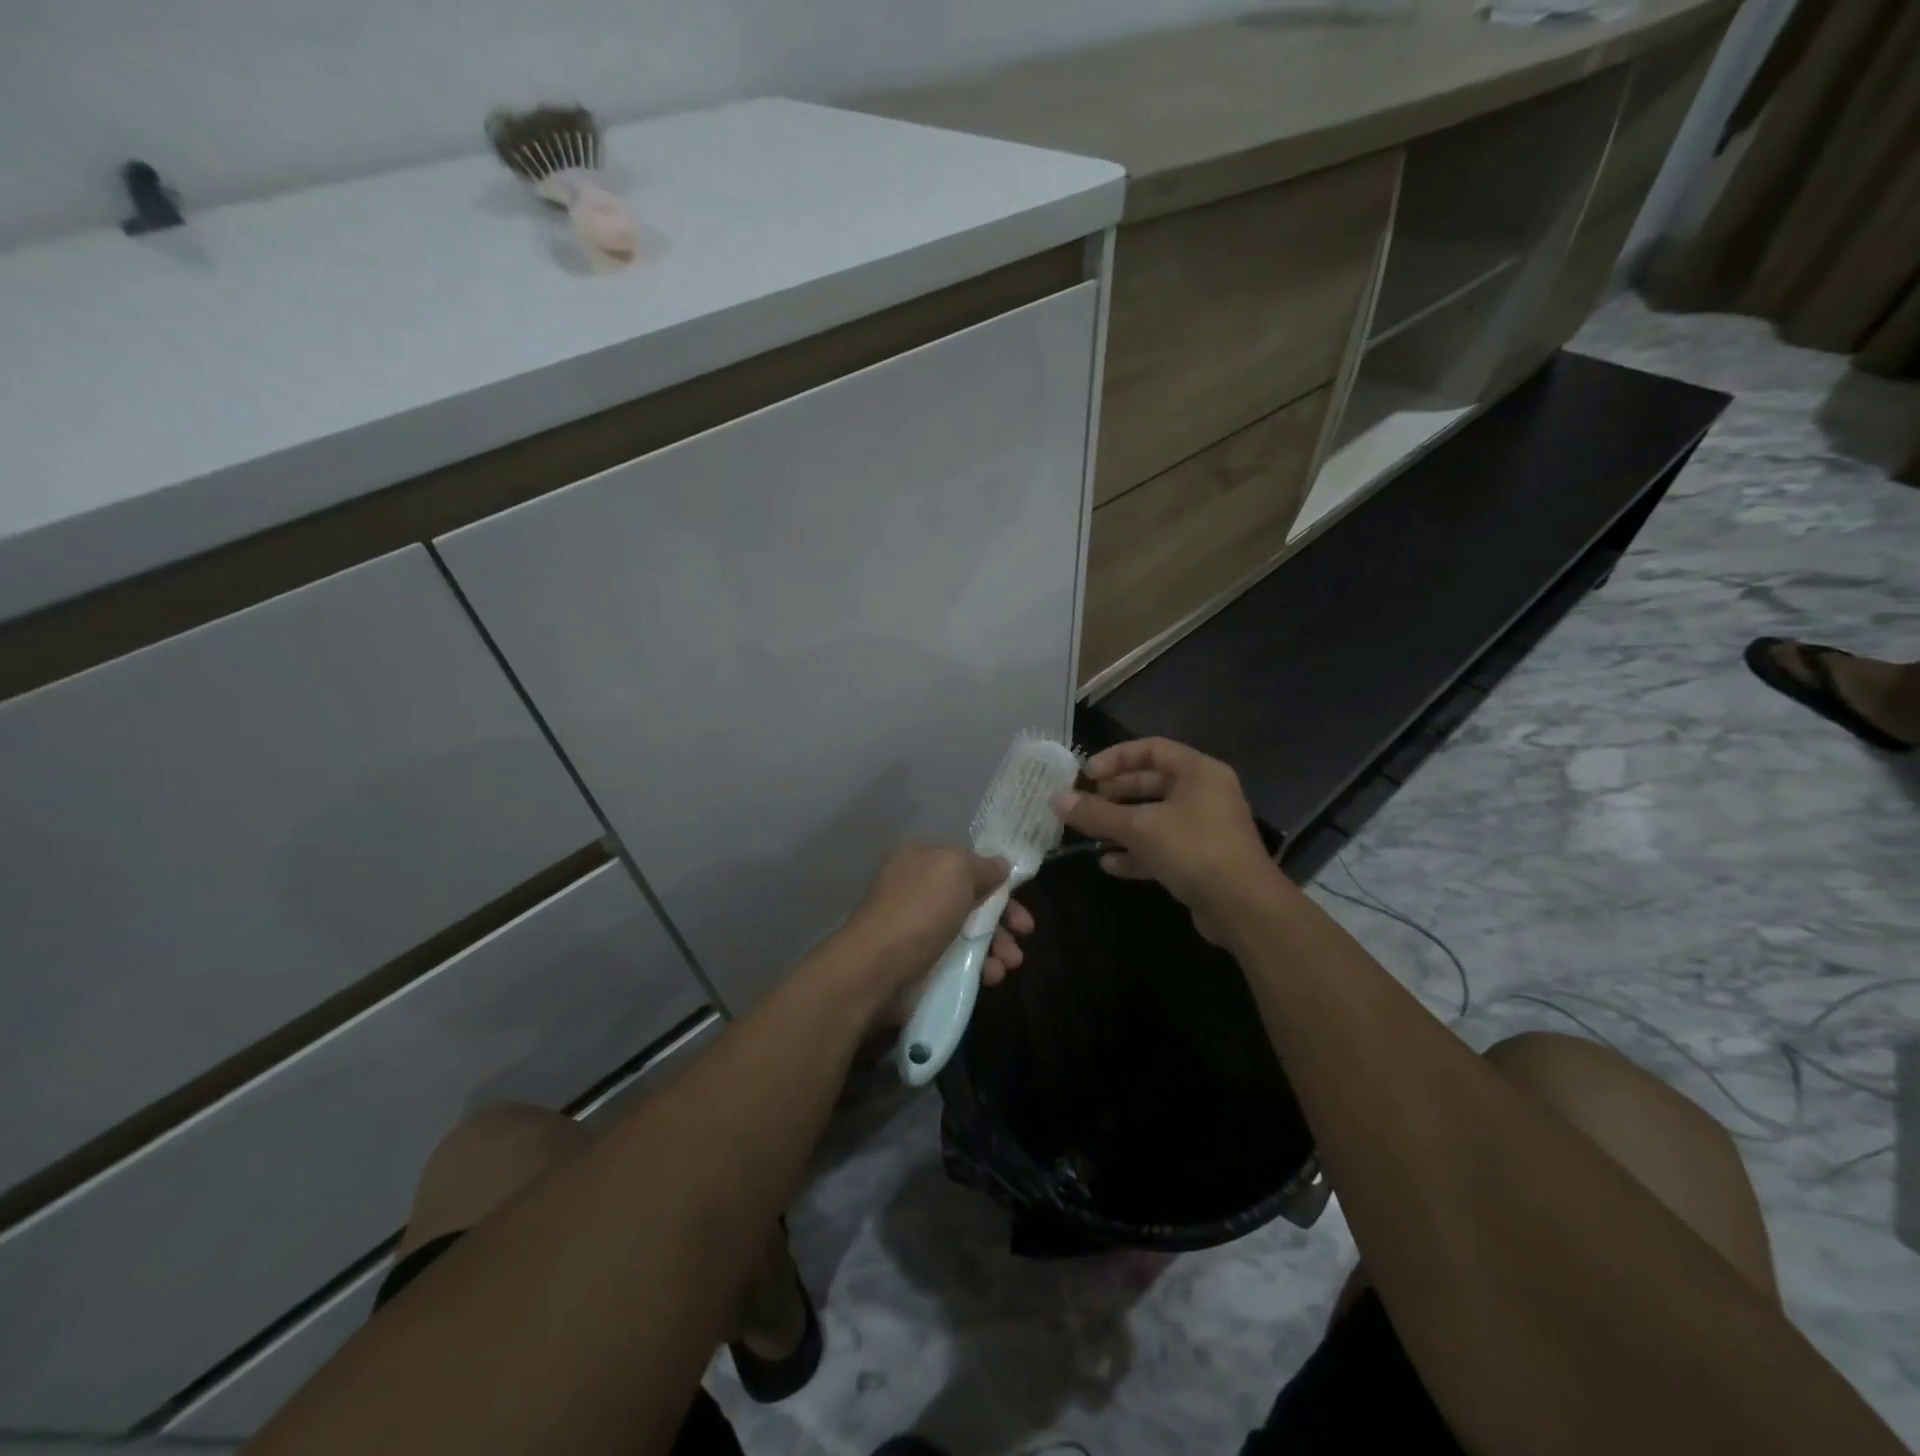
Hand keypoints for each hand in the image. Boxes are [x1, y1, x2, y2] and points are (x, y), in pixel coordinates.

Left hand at [837, 844, 1035, 1007]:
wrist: (878, 970)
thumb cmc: (920, 909)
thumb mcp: (957, 870)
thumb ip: (983, 866)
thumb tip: (1001, 866)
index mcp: (920, 859)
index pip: (966, 862)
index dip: (995, 878)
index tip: (1019, 895)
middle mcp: (917, 890)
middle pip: (972, 899)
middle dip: (1003, 916)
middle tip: (1025, 932)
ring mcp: (918, 928)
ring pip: (970, 932)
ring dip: (997, 945)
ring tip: (1010, 963)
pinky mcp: (921, 964)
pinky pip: (959, 961)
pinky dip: (980, 967)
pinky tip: (990, 977)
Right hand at [1052, 737, 1282, 942]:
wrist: (1244, 907)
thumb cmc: (1193, 850)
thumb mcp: (1139, 827)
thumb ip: (1097, 813)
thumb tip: (1057, 800)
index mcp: (1198, 772)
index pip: (1152, 749)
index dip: (1116, 758)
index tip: (1087, 775)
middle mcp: (1204, 794)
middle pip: (1152, 783)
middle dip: (1116, 793)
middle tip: (1086, 803)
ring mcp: (1205, 828)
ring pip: (1155, 817)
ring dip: (1122, 825)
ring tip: (1090, 833)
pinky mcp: (1201, 860)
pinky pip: (1163, 846)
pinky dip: (1137, 852)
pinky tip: (1109, 864)